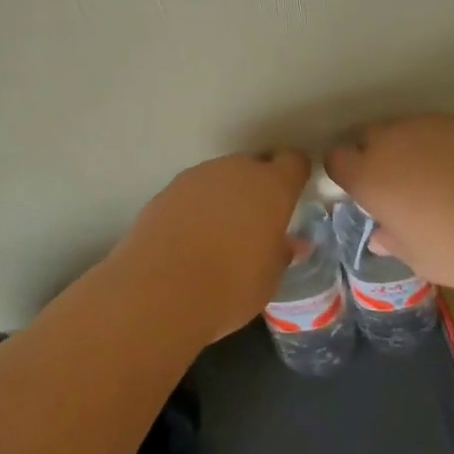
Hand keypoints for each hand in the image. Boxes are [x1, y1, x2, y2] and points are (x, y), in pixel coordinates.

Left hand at [109, 149, 310, 340]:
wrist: (159, 291)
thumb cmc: (230, 288)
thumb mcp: (268, 279)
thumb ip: (281, 253)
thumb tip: (291, 244)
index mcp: (271, 187)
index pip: (293, 162)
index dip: (294, 176)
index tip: (292, 196)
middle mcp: (236, 170)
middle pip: (254, 166)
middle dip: (258, 188)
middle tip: (256, 223)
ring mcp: (198, 176)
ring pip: (221, 177)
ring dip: (225, 196)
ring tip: (220, 233)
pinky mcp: (167, 189)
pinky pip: (193, 192)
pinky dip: (197, 207)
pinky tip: (190, 238)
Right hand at [326, 115, 453, 296]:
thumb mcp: (422, 260)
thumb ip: (394, 241)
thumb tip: (381, 234)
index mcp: (371, 176)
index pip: (336, 160)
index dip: (345, 175)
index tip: (361, 195)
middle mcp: (392, 142)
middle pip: (366, 138)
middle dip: (373, 158)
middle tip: (397, 190)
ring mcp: (428, 125)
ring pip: (401, 131)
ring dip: (405, 150)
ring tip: (434, 181)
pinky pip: (434, 129)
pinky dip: (438, 146)